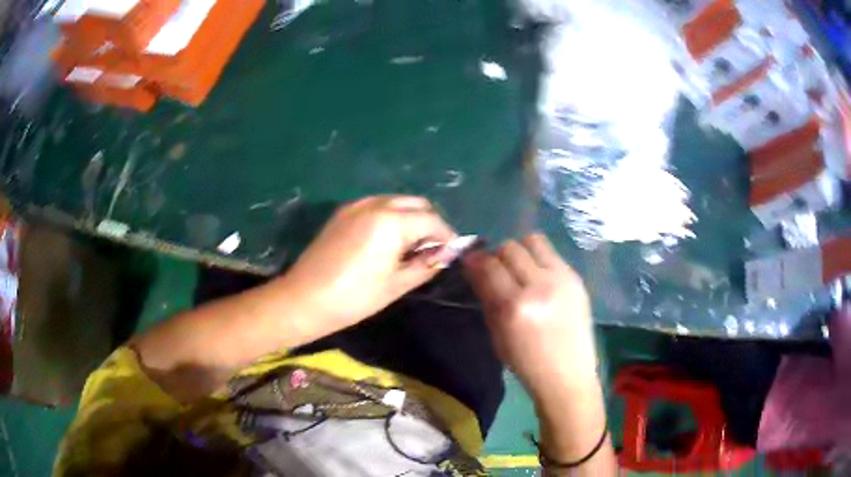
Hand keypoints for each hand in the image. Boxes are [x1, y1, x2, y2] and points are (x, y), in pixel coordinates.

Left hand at [282, 195, 455, 332]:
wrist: (304, 299)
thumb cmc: (354, 297)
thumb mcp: (396, 285)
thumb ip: (426, 265)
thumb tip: (445, 254)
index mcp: (391, 221)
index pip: (432, 220)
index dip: (446, 236)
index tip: (450, 253)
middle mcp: (375, 204)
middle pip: (415, 203)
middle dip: (429, 222)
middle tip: (431, 250)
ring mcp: (356, 205)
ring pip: (396, 201)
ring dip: (410, 217)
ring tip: (410, 247)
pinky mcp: (342, 212)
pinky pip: (376, 206)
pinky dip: (390, 217)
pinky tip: (386, 241)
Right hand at [463, 234, 597, 400]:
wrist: (567, 375)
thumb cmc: (526, 363)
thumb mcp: (497, 334)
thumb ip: (486, 298)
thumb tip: (475, 270)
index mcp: (514, 307)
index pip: (489, 266)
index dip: (475, 260)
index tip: (470, 261)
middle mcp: (539, 286)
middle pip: (510, 248)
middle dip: (496, 255)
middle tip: (495, 268)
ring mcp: (562, 279)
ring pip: (533, 241)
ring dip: (520, 251)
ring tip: (519, 268)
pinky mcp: (576, 279)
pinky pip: (552, 254)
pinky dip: (539, 259)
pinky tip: (538, 276)